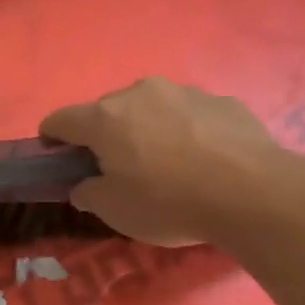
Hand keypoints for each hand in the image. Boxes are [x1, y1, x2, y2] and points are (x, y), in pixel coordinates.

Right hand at [40, 78, 277, 246]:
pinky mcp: (221, 101)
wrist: (252, 193)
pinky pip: (188, 115)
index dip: (52, 139)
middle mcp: (140, 94)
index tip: (58, 159)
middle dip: (104, 136)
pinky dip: (185, 132)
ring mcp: (184, 92)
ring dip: (147, 130)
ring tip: (166, 166)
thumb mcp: (115, 211)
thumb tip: (85, 185)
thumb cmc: (169, 202)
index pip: (60, 119)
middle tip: (117, 170)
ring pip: (150, 109)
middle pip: (107, 112)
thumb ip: (89, 194)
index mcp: (104, 118)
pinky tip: (202, 162)